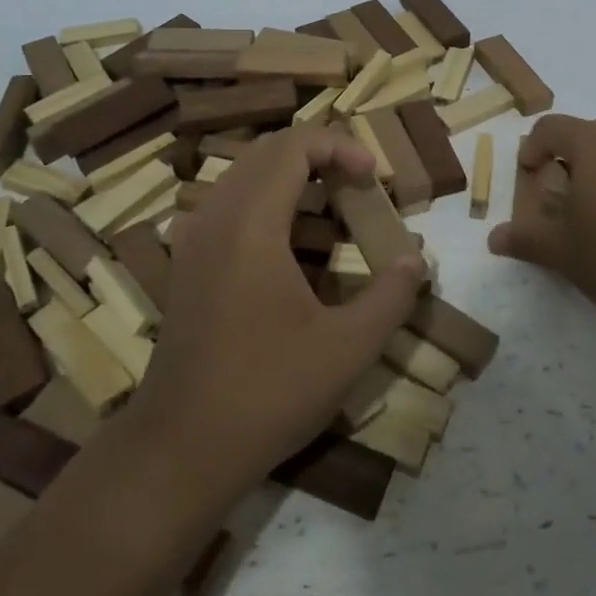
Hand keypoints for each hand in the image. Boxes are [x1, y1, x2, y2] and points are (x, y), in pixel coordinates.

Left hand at [124, 127, 424, 506]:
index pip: (294, 145)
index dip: (340, 145)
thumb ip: (391, 296)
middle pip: (268, 151)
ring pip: (244, 174)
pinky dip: (266, 199)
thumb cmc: (267, 393)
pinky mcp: (186, 263)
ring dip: (292, 175)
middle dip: (320, 154)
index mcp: (251, 224)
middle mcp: (216, 217)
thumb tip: (415, 260)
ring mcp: (194, 239)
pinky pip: (227, 203)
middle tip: (360, 184)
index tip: (374, 174)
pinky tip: (290, 240)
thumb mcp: (347, 349)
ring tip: (333, 205)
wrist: (180, 449)